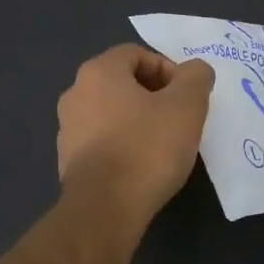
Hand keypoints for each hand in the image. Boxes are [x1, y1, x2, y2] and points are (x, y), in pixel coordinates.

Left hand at [57, 45, 214, 223]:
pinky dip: (123, 145)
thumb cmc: (147, 148)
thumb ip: (195, 78)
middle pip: (122, 82)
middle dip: (154, 96)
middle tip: (179, 119)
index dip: (167, 69)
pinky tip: (142, 167)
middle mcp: (75, 93)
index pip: (136, 54)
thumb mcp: (187, 106)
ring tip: (163, 145)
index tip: (187, 97)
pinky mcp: (68, 161)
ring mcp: (67, 128)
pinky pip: (102, 141)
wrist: (105, 209)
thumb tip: (195, 71)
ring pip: (111, 113)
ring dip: (138, 121)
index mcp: (98, 72)